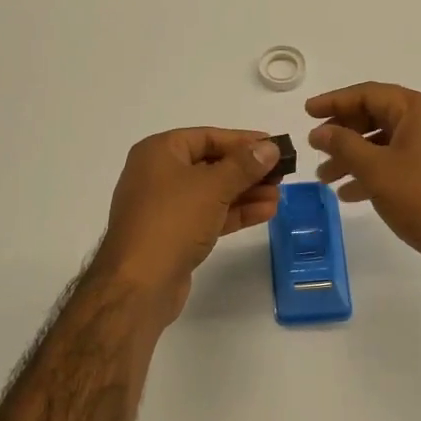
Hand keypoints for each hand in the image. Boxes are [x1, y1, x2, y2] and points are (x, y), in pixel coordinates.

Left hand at [91, 128, 281, 323]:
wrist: (139, 284)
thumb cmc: (173, 221)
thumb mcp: (213, 187)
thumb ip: (244, 165)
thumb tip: (269, 147)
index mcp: (158, 152)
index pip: (207, 137)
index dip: (243, 140)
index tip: (274, 145)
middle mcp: (157, 174)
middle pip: (210, 164)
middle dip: (246, 170)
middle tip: (281, 174)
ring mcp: (164, 206)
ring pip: (211, 192)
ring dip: (245, 192)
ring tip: (278, 195)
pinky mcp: (173, 234)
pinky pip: (208, 215)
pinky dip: (234, 212)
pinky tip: (265, 212)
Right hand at [307, 82, 420, 293]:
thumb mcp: (376, 169)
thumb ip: (344, 145)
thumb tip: (319, 131)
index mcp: (418, 110)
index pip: (368, 94)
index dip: (335, 101)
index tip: (307, 112)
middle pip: (375, 117)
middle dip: (342, 134)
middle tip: (314, 148)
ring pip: (382, 144)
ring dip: (351, 158)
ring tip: (324, 178)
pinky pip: (394, 166)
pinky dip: (370, 175)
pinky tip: (348, 194)